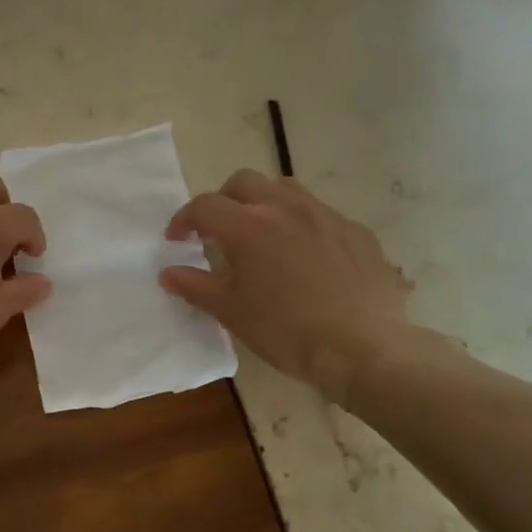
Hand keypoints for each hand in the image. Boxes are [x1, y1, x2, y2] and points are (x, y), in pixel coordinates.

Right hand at [160, 170, 412, 403]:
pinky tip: (305, 258)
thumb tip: (168, 273)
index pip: (205, 206)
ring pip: (286, 189)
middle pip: (245, 182)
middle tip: (217, 231)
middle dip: (223, 200)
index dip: (184, 219)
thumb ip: (196, 286)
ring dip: (264, 203)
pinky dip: (301, 225)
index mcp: (250, 226)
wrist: (363, 348)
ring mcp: (327, 216)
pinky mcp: (357, 231)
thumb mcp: (232, 312)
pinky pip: (321, 214)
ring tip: (261, 235)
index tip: (176, 240)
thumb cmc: (286, 331)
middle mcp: (287, 208)